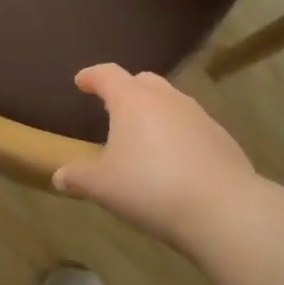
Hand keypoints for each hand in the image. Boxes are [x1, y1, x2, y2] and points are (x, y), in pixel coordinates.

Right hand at [53, 65, 257, 248]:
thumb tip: (59, 176)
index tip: (81, 82)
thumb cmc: (151, 188)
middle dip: (126, 89)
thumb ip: (78, 177)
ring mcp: (199, 116)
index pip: (107, 74)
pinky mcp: (222, 138)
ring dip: (154, 112)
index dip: (91, 76)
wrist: (224, 210)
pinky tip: (174, 161)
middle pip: (143, 81)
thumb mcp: (103, 186)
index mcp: (133, 100)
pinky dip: (178, 134)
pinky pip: (192, 126)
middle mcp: (167, 99)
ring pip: (171, 102)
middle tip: (113, 108)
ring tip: (144, 137)